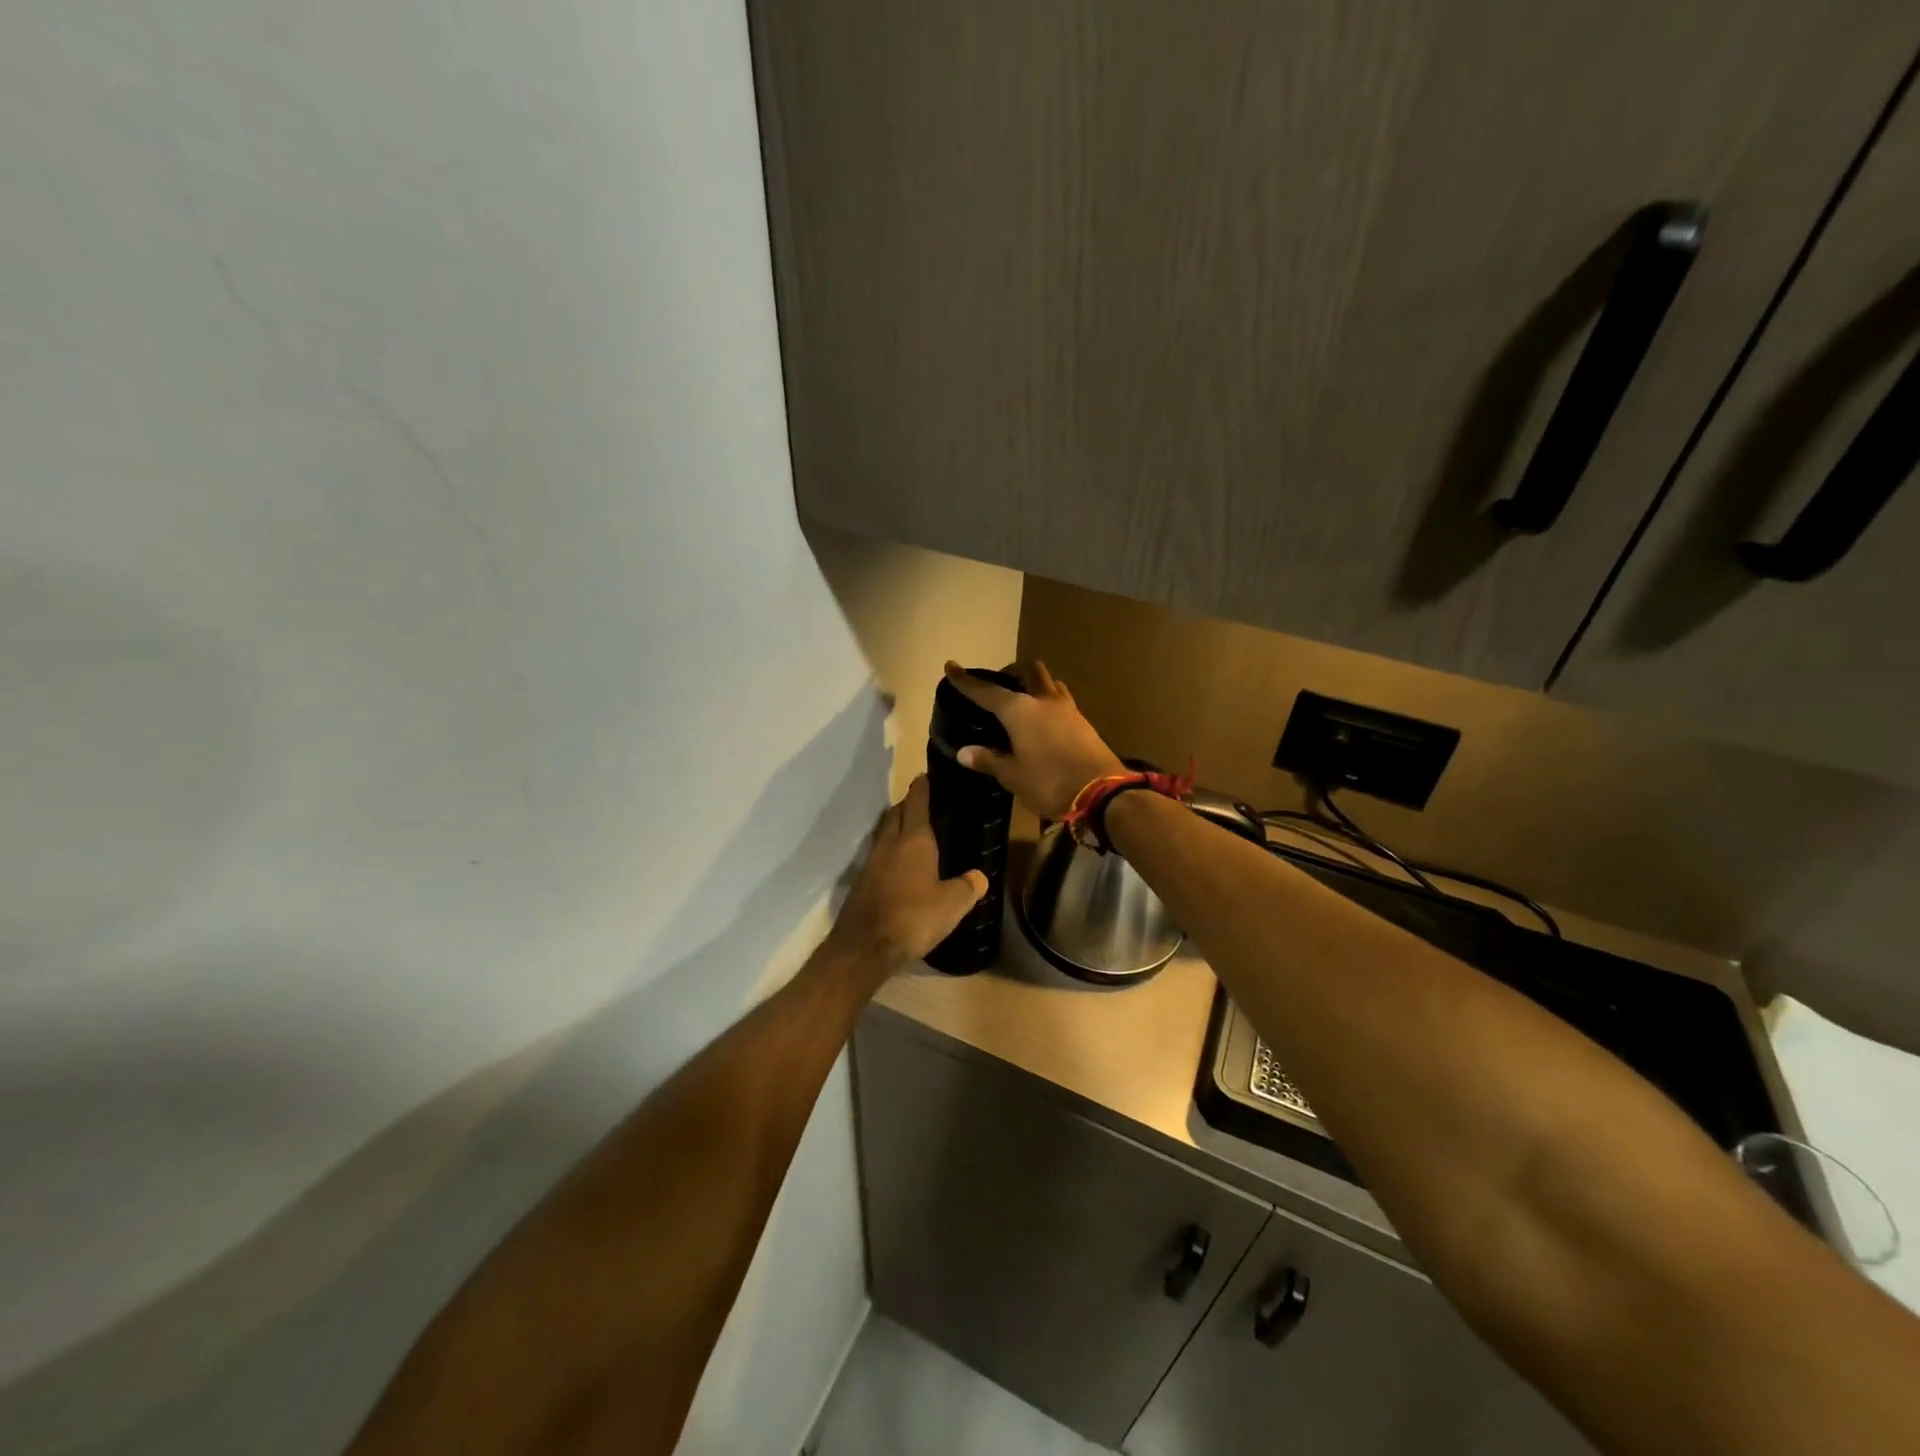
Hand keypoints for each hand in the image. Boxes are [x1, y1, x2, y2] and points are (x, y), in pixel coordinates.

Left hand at [829, 775, 986, 970]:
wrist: (866, 946)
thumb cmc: (914, 916)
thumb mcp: (952, 904)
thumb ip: (968, 887)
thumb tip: (979, 876)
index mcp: (914, 840)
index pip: (916, 803)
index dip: (921, 788)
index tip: (925, 776)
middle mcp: (889, 844)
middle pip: (896, 814)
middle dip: (908, 805)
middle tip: (923, 803)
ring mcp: (872, 862)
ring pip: (884, 833)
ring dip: (896, 826)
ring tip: (912, 831)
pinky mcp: (862, 882)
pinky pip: (878, 855)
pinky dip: (889, 851)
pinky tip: (899, 865)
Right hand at [943, 660, 1125, 819]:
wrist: (1103, 793)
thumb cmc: (1049, 782)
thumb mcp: (1013, 776)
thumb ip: (989, 760)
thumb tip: (964, 752)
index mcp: (1020, 710)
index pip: (987, 691)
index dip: (967, 681)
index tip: (951, 666)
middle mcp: (1043, 701)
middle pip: (1029, 670)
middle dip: (1012, 671)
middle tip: (1000, 685)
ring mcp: (1068, 709)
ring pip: (1049, 683)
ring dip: (1035, 684)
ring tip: (1023, 702)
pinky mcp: (1083, 723)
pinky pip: (1062, 701)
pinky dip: (1049, 703)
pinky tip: (1044, 722)